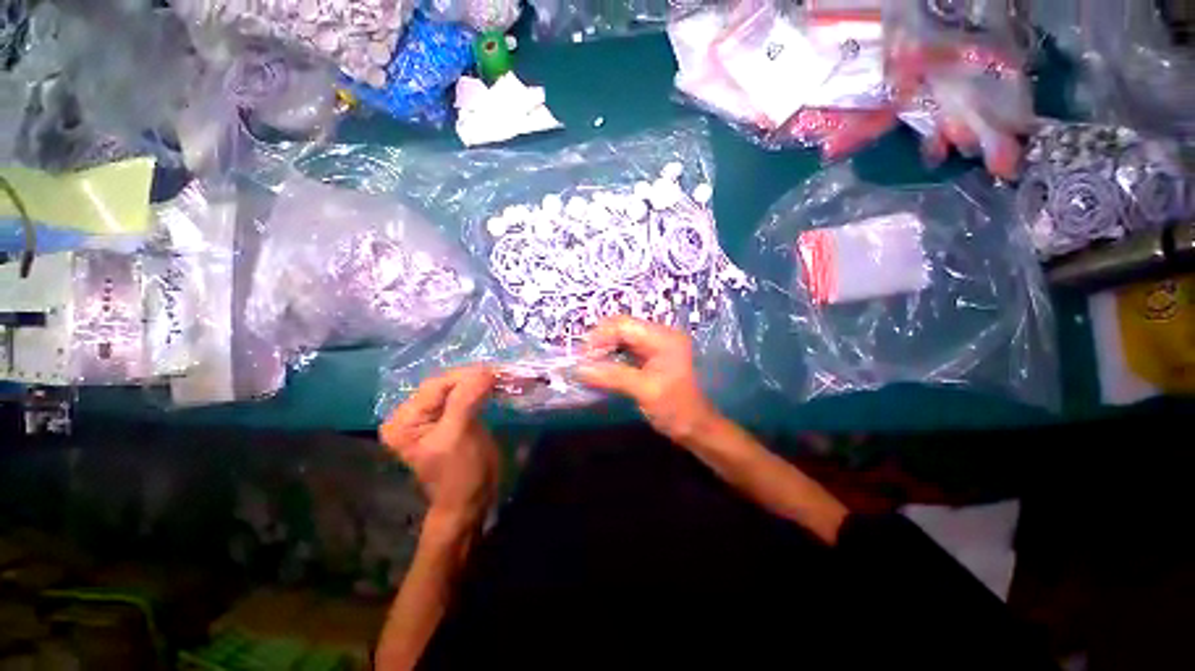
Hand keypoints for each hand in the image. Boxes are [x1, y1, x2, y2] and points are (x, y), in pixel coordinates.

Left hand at [380, 366, 499, 526]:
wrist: (471, 501)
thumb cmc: (460, 473)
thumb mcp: (458, 435)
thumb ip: (466, 399)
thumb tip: (485, 370)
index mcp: (404, 420)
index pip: (437, 385)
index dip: (468, 375)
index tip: (497, 371)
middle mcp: (412, 414)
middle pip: (448, 384)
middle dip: (476, 377)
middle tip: (504, 372)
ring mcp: (431, 415)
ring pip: (459, 388)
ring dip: (482, 381)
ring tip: (504, 376)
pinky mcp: (449, 417)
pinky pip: (465, 396)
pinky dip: (482, 389)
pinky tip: (495, 385)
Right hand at [576, 316, 721, 444]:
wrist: (696, 426)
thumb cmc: (675, 408)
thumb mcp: (644, 391)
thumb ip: (612, 377)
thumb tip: (579, 370)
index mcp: (663, 337)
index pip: (625, 326)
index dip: (600, 336)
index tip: (582, 354)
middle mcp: (660, 335)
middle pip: (623, 328)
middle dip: (601, 340)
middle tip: (583, 359)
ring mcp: (656, 345)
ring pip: (622, 338)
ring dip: (605, 348)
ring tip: (589, 363)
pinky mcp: (651, 356)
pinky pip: (626, 349)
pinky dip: (612, 355)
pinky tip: (601, 366)